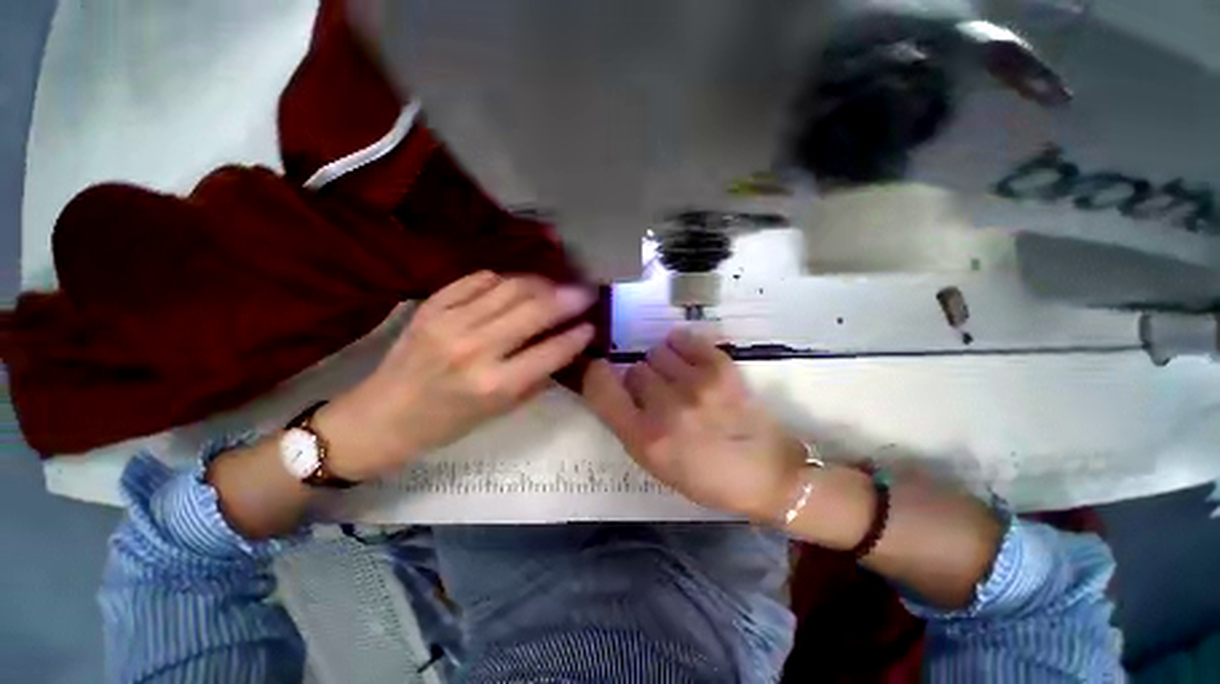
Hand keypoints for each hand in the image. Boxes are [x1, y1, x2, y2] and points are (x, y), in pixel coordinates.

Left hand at [318, 271, 595, 479]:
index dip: (578, 335)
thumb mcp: (499, 413)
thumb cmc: (446, 424)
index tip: (593, 324)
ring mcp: (450, 321)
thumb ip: (536, 378)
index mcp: (494, 385)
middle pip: (535, 310)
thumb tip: (565, 348)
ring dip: (542, 283)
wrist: (381, 417)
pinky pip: (478, 279)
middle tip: (587, 292)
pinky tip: (517, 284)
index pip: (551, 351)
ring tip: (557, 285)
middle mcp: (475, 348)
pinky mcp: (431, 306)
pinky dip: (505, 278)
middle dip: (569, 298)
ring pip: (511, 288)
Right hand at [582, 329, 806, 521]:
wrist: (766, 472)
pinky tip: (691, 363)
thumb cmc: (705, 476)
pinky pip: (682, 339)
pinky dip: (681, 347)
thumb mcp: (654, 464)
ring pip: (656, 351)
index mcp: (645, 440)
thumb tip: (613, 384)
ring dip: (662, 364)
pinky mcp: (721, 367)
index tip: (603, 372)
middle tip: (659, 394)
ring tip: (680, 380)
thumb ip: (627, 424)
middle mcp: (666, 409)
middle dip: (641, 380)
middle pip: (633, 369)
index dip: (597, 375)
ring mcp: (696, 385)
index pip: (601, 390)